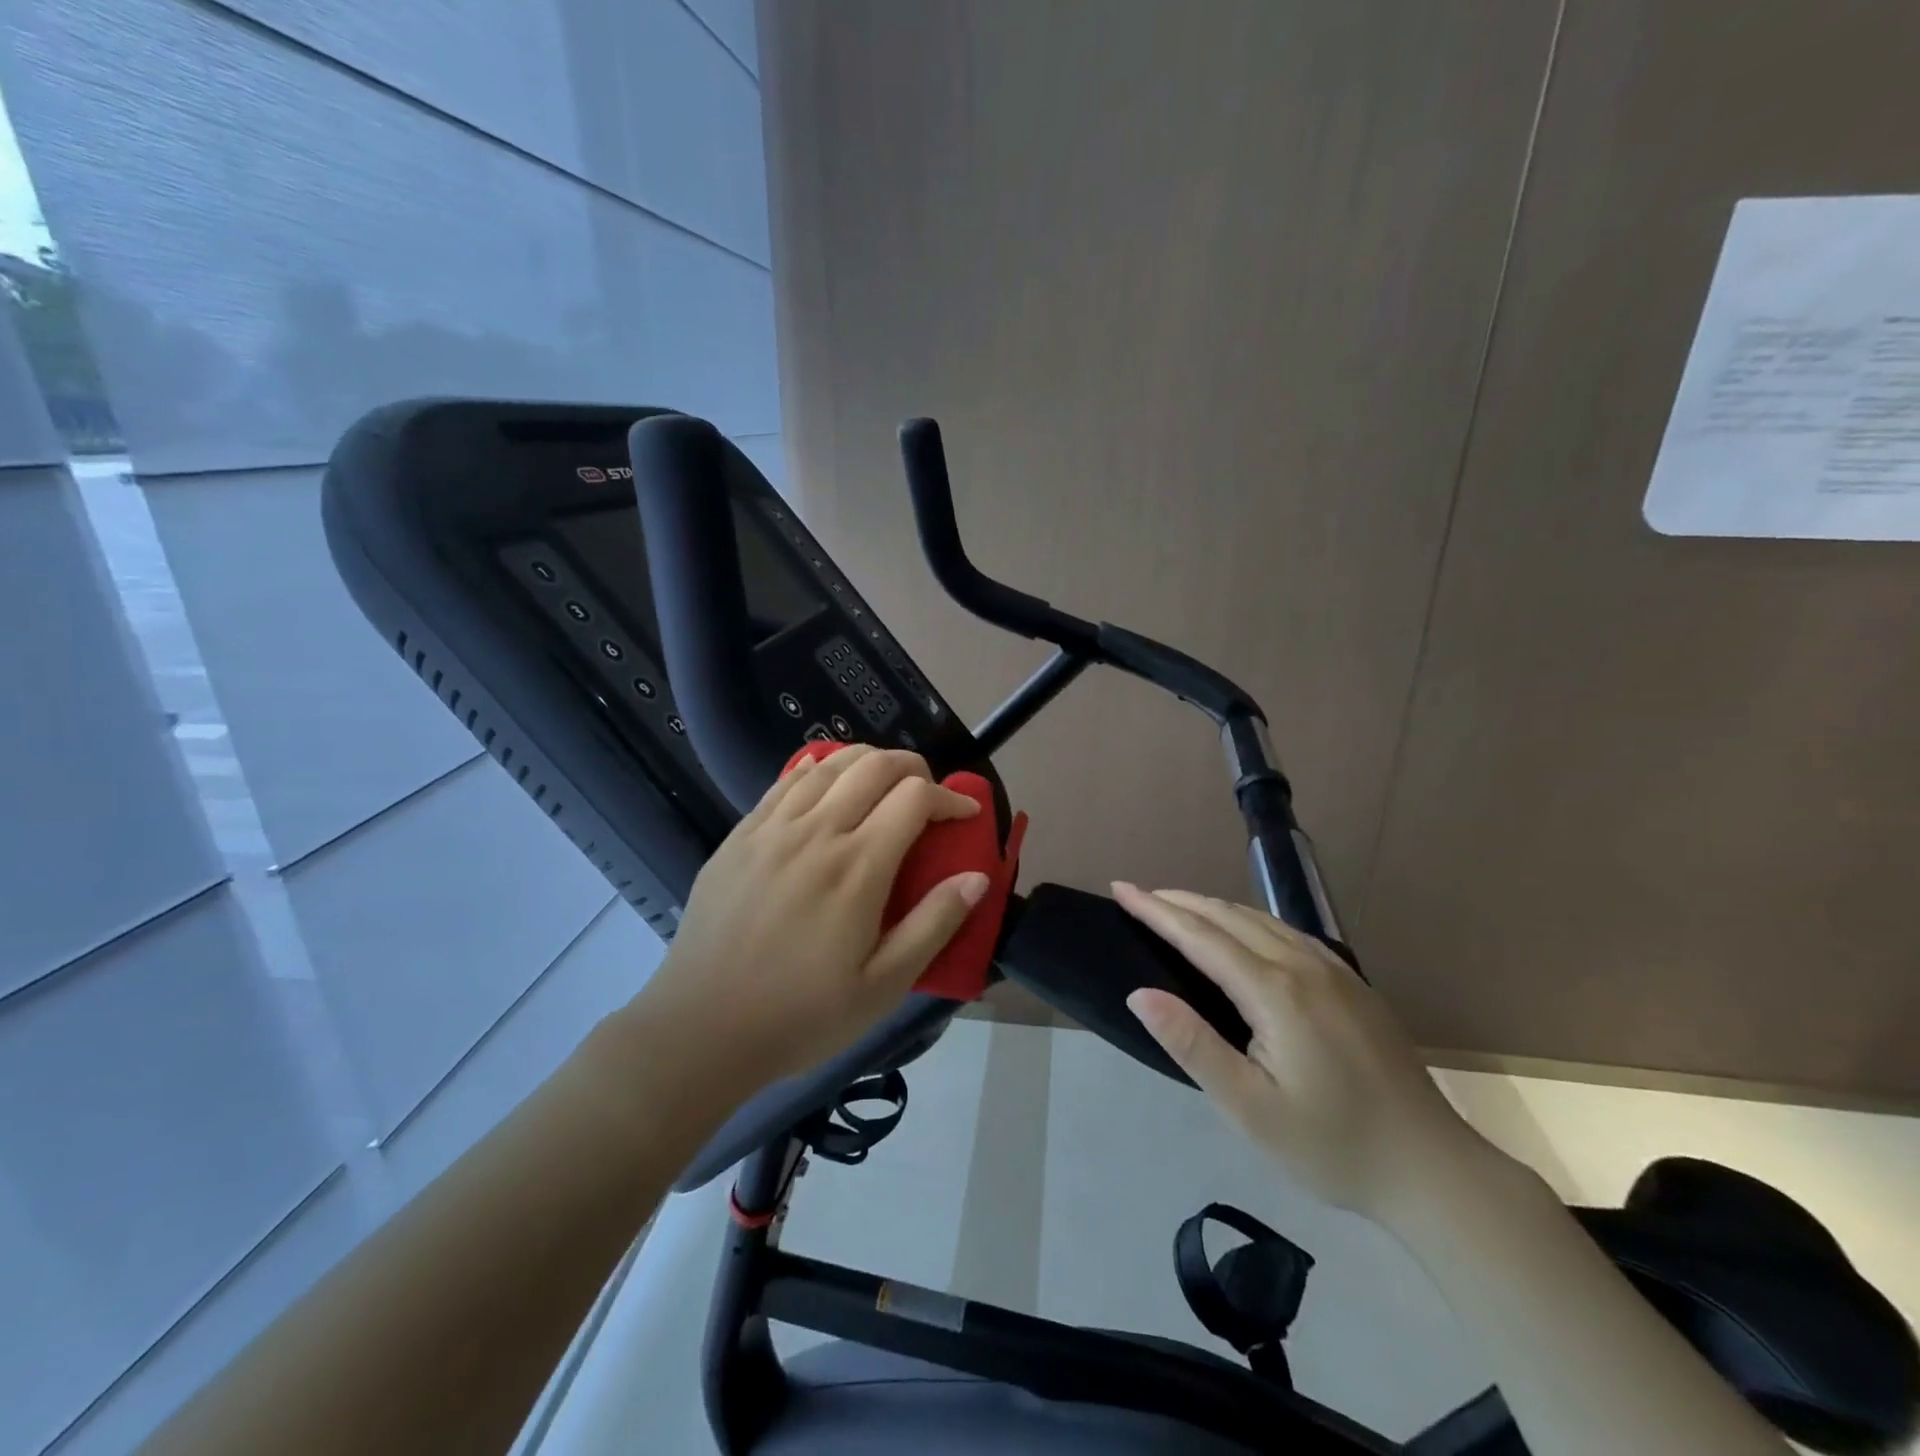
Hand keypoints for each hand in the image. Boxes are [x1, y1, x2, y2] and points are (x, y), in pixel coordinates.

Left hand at [632, 747, 990, 1095]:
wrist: (701, 1030)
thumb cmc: (801, 1016)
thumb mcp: (883, 987)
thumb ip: (934, 925)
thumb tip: (978, 877)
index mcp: (857, 867)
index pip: (915, 797)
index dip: (951, 797)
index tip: (966, 815)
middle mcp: (816, 832)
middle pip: (874, 765)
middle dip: (914, 767)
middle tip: (929, 793)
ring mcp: (771, 829)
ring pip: (829, 764)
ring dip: (868, 761)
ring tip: (884, 783)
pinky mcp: (739, 836)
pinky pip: (785, 781)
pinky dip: (817, 768)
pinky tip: (826, 781)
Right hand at [1114, 884, 1493, 1221]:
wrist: (1434, 1171)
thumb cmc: (1332, 1146)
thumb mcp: (1250, 1109)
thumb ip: (1192, 1045)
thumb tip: (1140, 994)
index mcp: (1275, 992)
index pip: (1200, 936)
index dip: (1156, 910)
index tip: (1120, 888)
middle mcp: (1303, 966)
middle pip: (1228, 917)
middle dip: (1178, 901)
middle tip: (1137, 894)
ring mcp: (1334, 971)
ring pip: (1260, 919)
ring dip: (1212, 907)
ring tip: (1177, 907)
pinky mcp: (1353, 984)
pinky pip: (1286, 932)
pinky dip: (1247, 920)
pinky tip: (1241, 931)